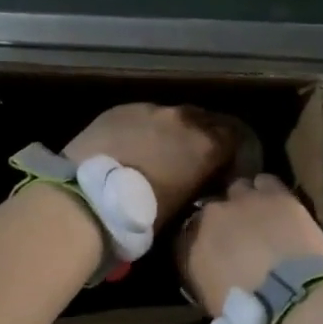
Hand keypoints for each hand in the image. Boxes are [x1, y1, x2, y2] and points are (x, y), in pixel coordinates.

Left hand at [64, 104, 237, 228]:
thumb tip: (201, 179)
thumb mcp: (183, 204)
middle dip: (205, 136)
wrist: (87, 198)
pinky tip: (132, 146)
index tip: (227, 166)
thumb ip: (199, 181)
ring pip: (171, 116)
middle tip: (195, 157)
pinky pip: (142, 116)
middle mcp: (183, 119)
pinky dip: (144, 128)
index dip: (233, 151)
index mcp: (206, 145)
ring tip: (161, 151)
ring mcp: (150, 109)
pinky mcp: (120, 109)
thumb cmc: (141, 214)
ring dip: (172, 131)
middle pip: (205, 121)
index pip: (235, 137)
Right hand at [176, 174, 322, 316]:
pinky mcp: (276, 195)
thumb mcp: (214, 303)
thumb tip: (213, 275)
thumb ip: (207, 280)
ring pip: (239, 189)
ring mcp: (244, 200)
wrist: (289, 296)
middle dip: (224, 220)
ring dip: (246, 201)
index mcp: (192, 246)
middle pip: (213, 209)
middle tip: (239, 237)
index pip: (187, 237)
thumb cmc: (248, 312)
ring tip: (259, 216)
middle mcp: (212, 216)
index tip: (212, 254)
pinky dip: (268, 190)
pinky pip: (266, 182)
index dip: (201, 243)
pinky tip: (276, 203)